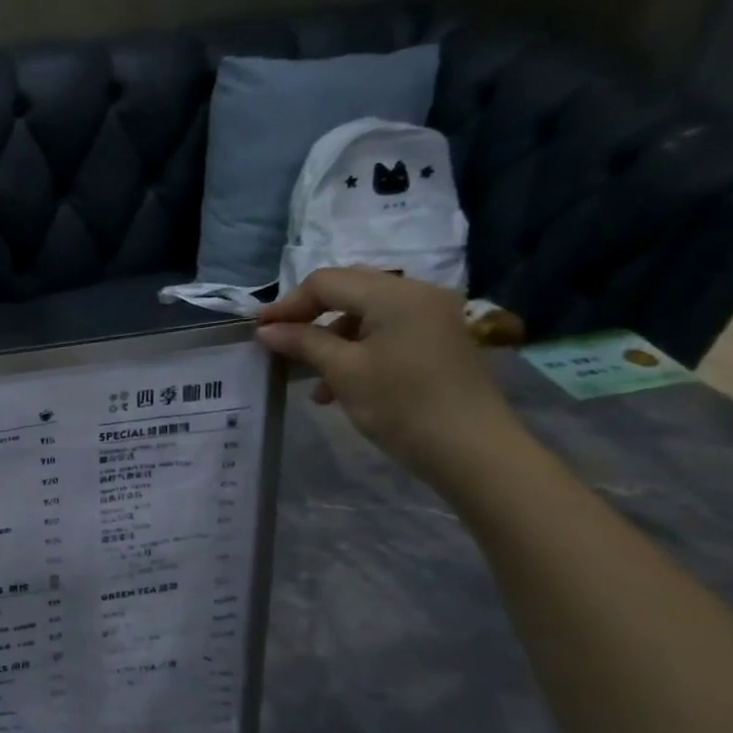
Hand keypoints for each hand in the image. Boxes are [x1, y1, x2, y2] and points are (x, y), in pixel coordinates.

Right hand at [255, 268, 518, 483]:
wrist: (472, 451)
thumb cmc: (402, 405)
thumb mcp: (344, 372)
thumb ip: (303, 342)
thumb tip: (266, 330)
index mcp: (395, 294)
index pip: (327, 282)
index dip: (288, 304)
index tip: (259, 330)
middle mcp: (417, 293)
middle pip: (349, 289)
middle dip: (310, 315)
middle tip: (280, 342)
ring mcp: (433, 316)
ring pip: (366, 312)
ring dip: (332, 336)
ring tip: (310, 375)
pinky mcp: (438, 340)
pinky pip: (387, 330)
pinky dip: (358, 348)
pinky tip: (341, 383)